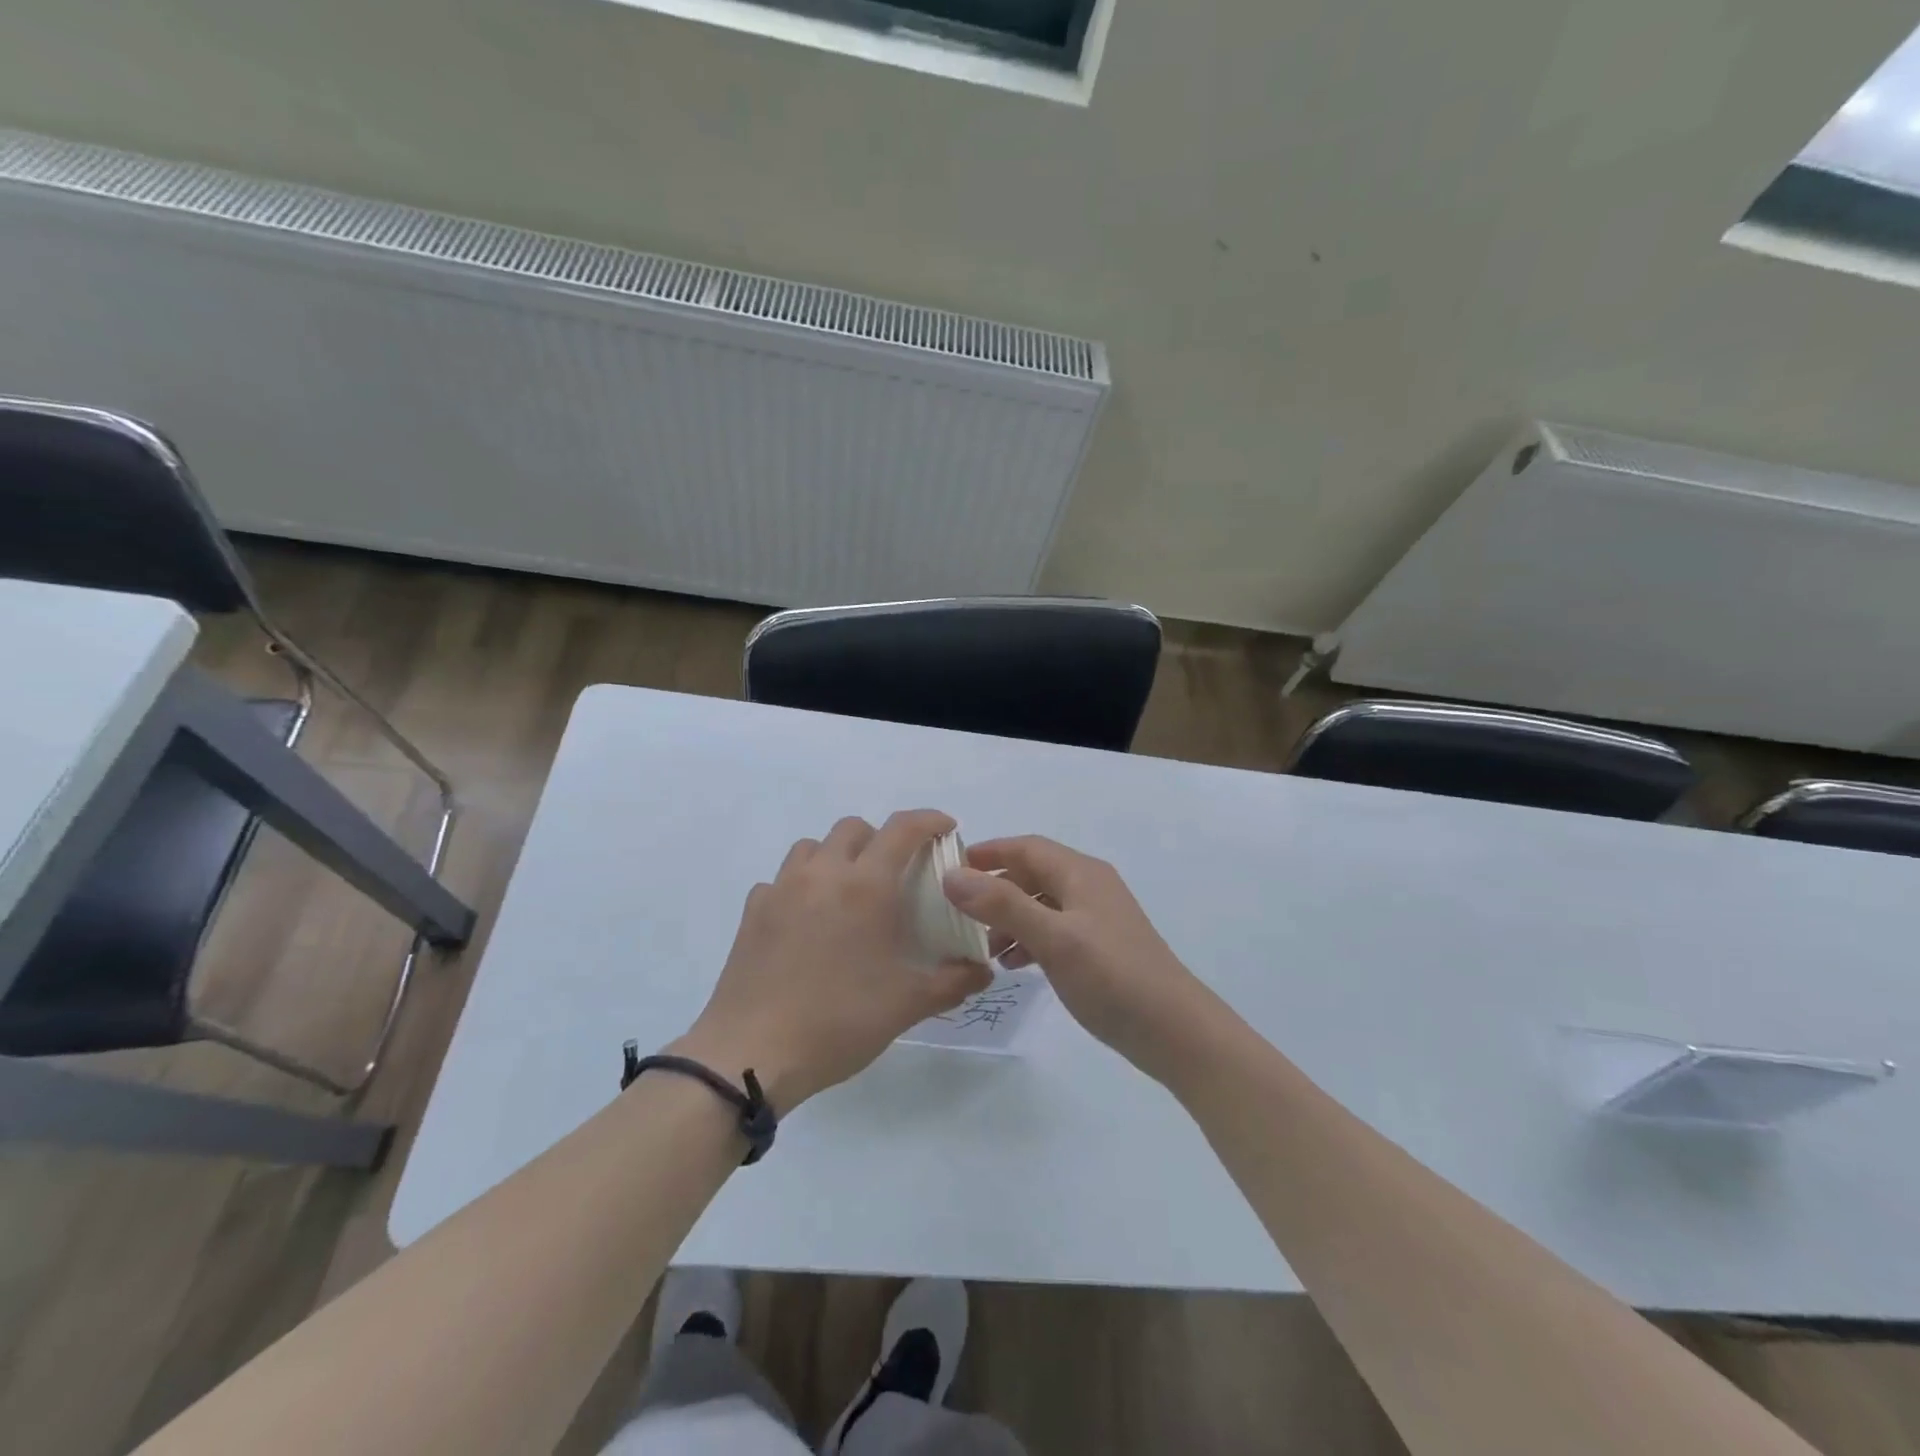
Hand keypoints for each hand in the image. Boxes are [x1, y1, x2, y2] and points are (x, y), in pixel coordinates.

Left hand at [672, 810, 991, 1113]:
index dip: (930, 820)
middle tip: (895, 873)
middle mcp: (822, 873)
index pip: (903, 829)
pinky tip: (806, 921)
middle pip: (853, 828)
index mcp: (866, 886)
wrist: (753, 1053)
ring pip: (812, 846)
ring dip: (836, 856)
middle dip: (880, 838)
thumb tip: (984, 971)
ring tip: (848, 892)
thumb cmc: (839, 1021)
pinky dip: (800, 886)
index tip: (946, 829)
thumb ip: (954, 981)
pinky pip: (781, 880)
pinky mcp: (752, 911)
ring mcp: (781, 889)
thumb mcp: (908, 1005)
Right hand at [943, 836, 1207, 1079]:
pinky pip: (1052, 930)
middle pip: (1031, 874)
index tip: (948, 869)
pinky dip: (1028, 940)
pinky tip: (1013, 965)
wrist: (1174, 1030)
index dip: (988, 853)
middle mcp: (1088, 887)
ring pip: (1040, 905)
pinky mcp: (1098, 947)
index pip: (1026, 847)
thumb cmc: (1112, 976)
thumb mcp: (1054, 938)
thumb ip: (1003, 905)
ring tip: (983, 948)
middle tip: (957, 913)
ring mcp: (1095, 918)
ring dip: (1009, 919)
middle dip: (994, 889)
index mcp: (1080, 873)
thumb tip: (952, 876)